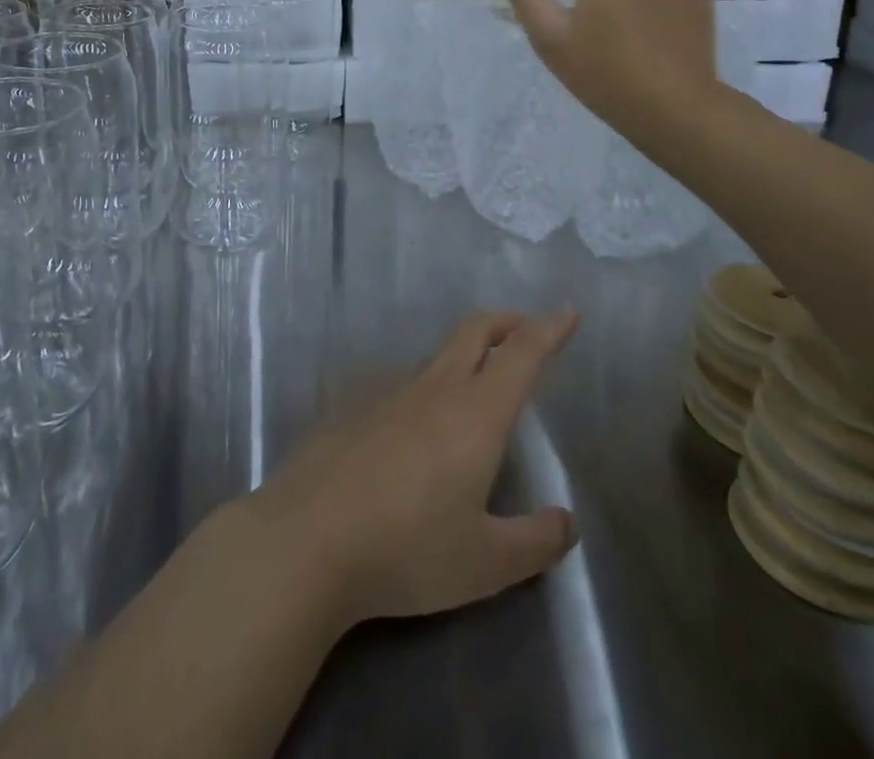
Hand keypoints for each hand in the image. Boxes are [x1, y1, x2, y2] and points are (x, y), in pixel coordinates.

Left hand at [239, 308, 579, 632]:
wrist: (307, 538)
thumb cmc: (408, 548)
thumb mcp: (486, 562)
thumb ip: (535, 541)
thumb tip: (566, 522)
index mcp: (475, 413)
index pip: (522, 354)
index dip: (548, 330)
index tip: (567, 310)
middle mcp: (434, 388)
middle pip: (475, 331)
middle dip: (507, 322)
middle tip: (527, 330)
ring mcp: (388, 391)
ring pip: (437, 356)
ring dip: (465, 355)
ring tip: (476, 389)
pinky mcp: (353, 406)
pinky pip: (401, 385)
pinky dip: (426, 389)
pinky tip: (415, 431)